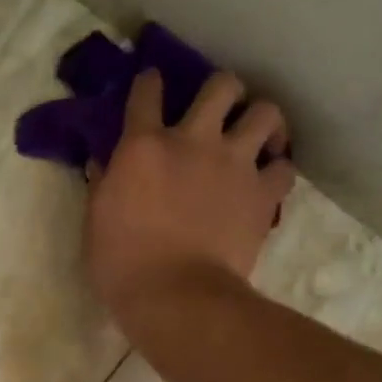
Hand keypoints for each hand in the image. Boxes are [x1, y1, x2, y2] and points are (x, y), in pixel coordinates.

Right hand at [85, 68, 295, 325]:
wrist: (175, 297)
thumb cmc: (123, 265)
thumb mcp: (96, 222)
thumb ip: (103, 184)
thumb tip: (103, 163)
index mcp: (144, 146)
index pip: (147, 92)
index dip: (150, 83)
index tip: (152, 85)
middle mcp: (194, 140)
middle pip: (221, 85)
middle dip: (221, 91)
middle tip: (219, 112)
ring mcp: (234, 164)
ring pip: (265, 113)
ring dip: (261, 121)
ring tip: (258, 137)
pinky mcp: (262, 194)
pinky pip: (285, 168)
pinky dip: (278, 170)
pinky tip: (269, 180)